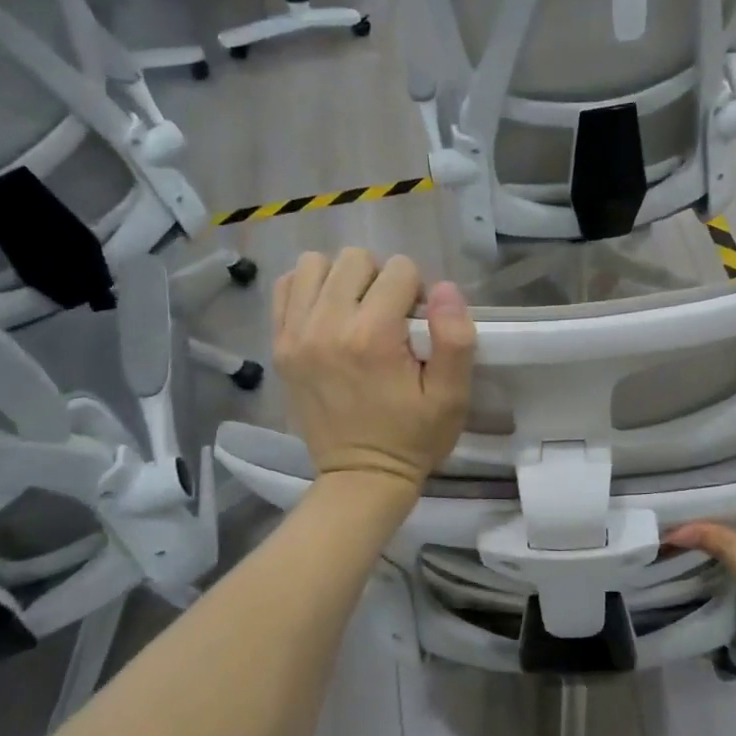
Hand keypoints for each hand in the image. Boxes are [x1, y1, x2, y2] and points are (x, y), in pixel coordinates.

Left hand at [272, 249, 475, 493]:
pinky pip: (286, 288)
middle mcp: (327, 326)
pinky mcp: (279, 346)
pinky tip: (329, 315)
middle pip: (354, 258)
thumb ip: (455, 338)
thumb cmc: (414, 436)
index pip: (399, 269)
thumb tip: (443, 287)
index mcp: (372, 336)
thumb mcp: (452, 395)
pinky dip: (310, 290)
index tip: (417, 326)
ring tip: (356, 311)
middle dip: (380, 279)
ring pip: (315, 265)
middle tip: (389, 317)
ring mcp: (295, 335)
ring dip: (342, 279)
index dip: (417, 291)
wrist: (361, 476)